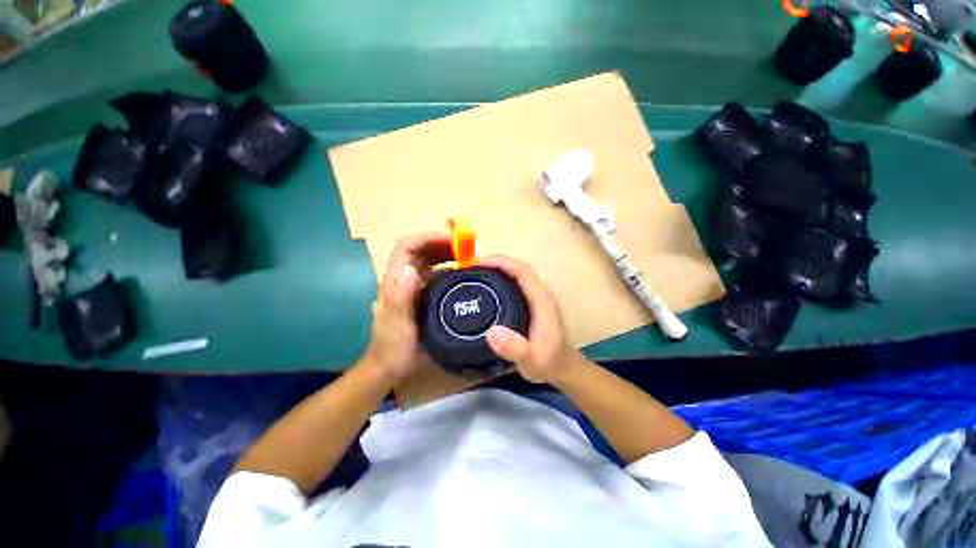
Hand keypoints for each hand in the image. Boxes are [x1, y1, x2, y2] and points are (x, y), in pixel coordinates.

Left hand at [365, 233, 452, 381]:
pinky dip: (448, 270)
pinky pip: (435, 275)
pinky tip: (461, 275)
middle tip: (464, 249)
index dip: (428, 238)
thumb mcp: (396, 324)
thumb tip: (410, 269)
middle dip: (440, 244)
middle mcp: (403, 279)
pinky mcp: (421, 296)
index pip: (407, 247)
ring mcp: (412, 287)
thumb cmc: (393, 347)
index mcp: (395, 281)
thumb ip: (399, 298)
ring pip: (428, 261)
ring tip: (466, 258)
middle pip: (419, 251)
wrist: (390, 366)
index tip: (451, 241)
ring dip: (446, 255)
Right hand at [481, 256, 582, 384]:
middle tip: (472, 268)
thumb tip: (491, 332)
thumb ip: (515, 349)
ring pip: (518, 274)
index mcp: (541, 300)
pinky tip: (488, 287)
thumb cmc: (548, 363)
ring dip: (498, 269)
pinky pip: (516, 283)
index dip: (502, 262)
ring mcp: (536, 297)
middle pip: (519, 268)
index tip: (479, 264)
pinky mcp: (531, 303)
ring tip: (476, 274)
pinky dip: (501, 279)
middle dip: (497, 262)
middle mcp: (540, 293)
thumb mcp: (531, 360)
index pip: (522, 271)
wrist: (562, 368)